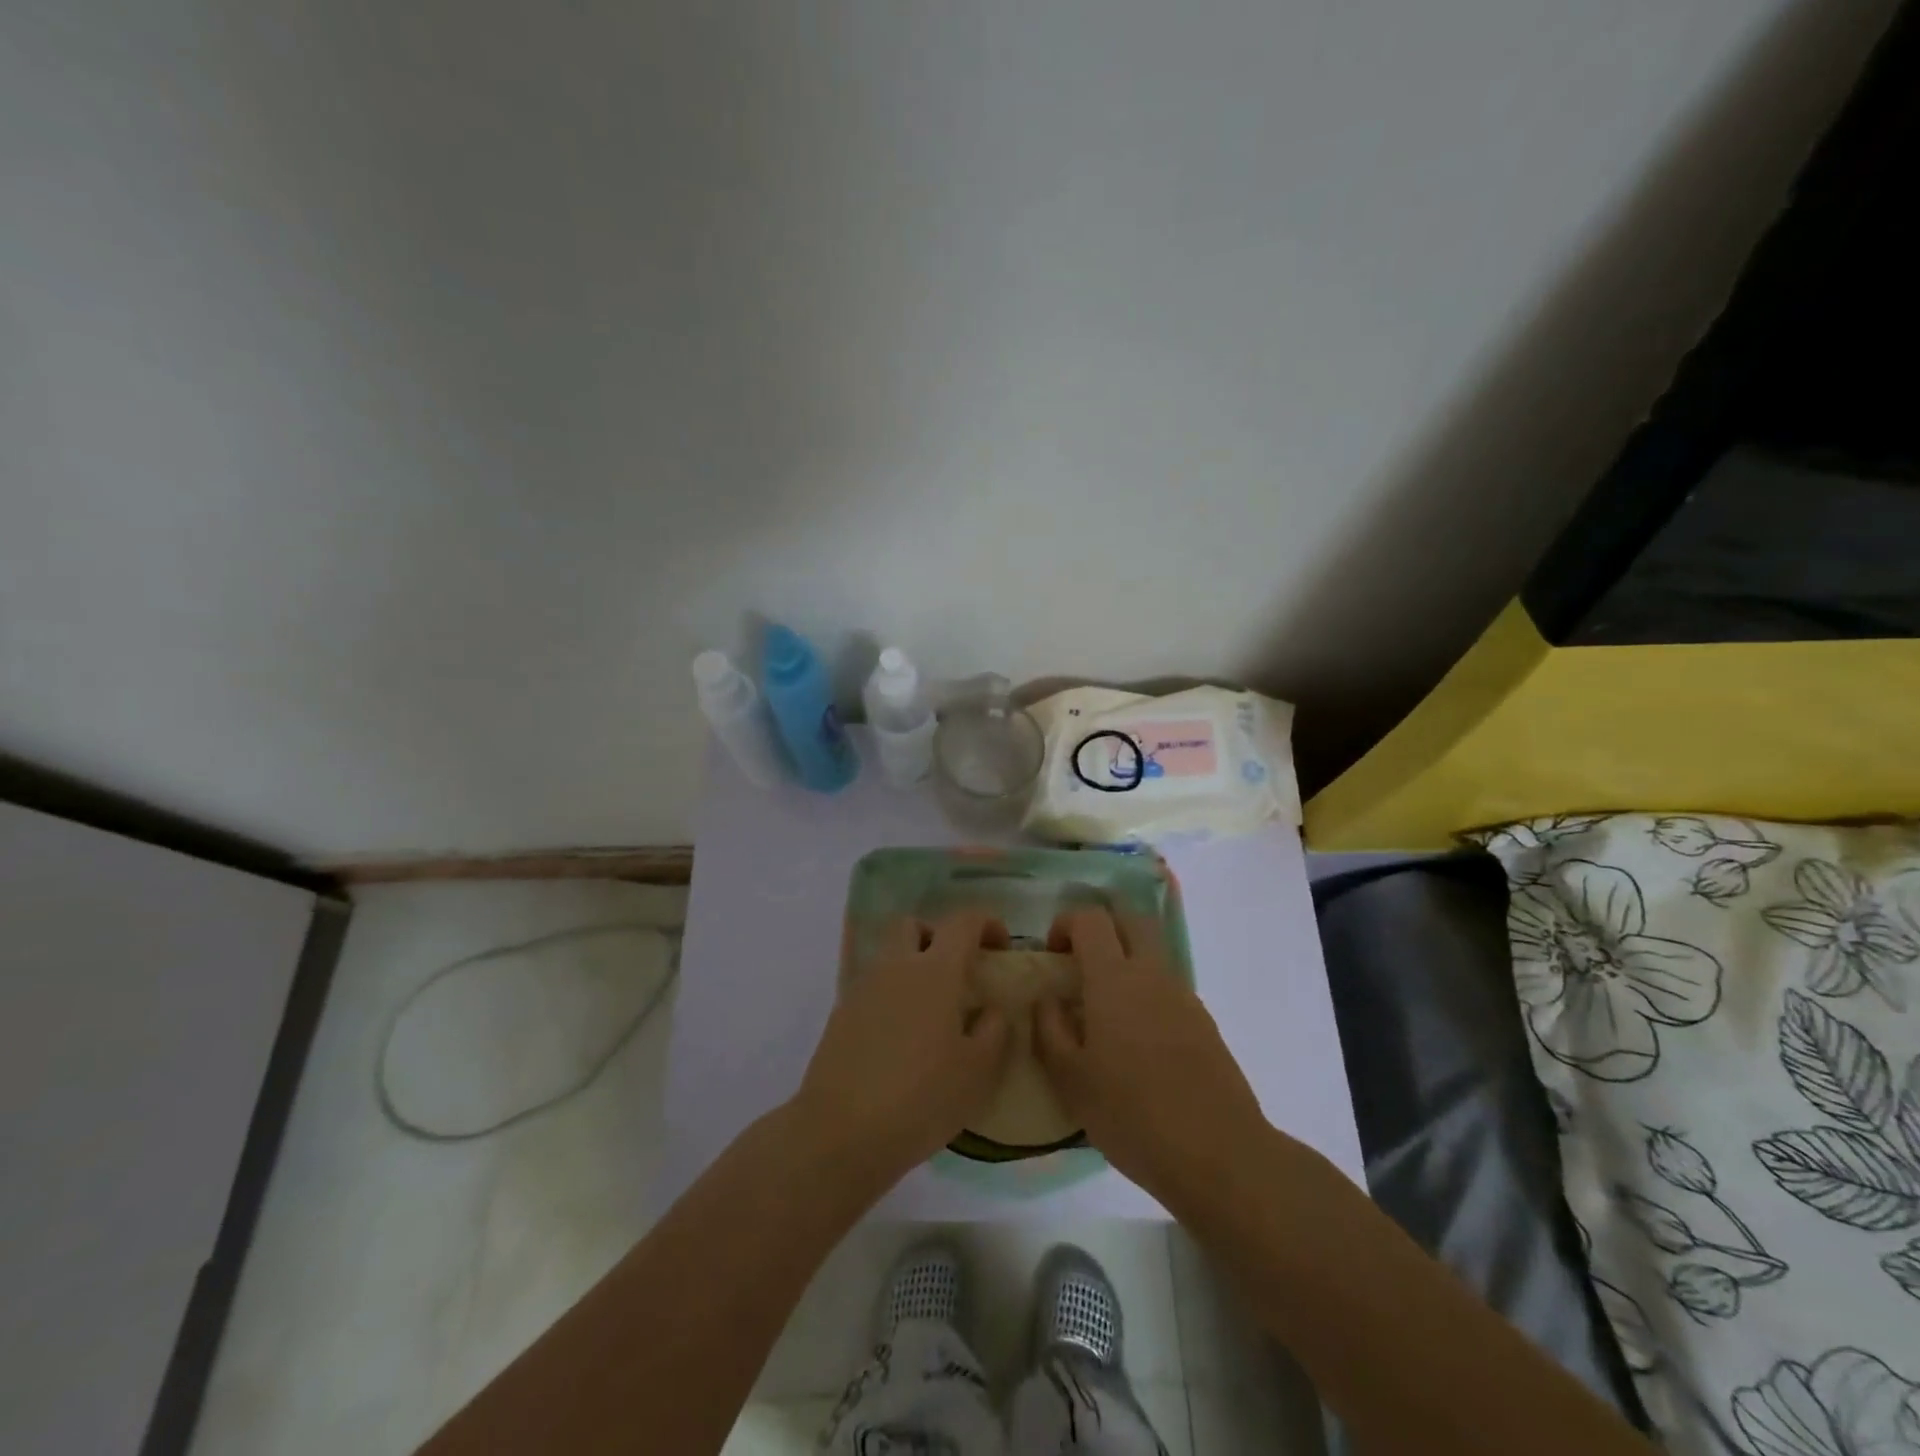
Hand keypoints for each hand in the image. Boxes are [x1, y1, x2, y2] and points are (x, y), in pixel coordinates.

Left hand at [792, 912, 1012, 1180]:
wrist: (841, 1131)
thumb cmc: (921, 1097)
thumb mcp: (977, 1071)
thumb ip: (994, 1031)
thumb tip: (992, 1009)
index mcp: (935, 971)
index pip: (962, 922)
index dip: (986, 923)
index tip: (1000, 945)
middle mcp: (896, 968)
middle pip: (913, 926)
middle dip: (938, 936)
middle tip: (956, 971)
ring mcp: (863, 989)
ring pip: (890, 957)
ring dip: (913, 968)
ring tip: (932, 1013)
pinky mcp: (841, 1016)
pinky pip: (873, 989)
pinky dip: (892, 998)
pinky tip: (903, 1040)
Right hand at [1034, 906, 1267, 1200]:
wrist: (1218, 1154)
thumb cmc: (1132, 1114)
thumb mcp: (1070, 1079)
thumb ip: (1050, 1029)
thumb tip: (1047, 998)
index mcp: (1113, 978)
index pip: (1091, 918)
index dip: (1066, 923)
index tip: (1052, 954)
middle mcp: (1151, 973)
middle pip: (1130, 919)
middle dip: (1102, 928)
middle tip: (1080, 963)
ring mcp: (1183, 996)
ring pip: (1153, 952)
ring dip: (1126, 960)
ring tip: (1105, 1009)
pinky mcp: (1204, 1022)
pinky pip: (1168, 987)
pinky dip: (1147, 992)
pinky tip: (1137, 1042)